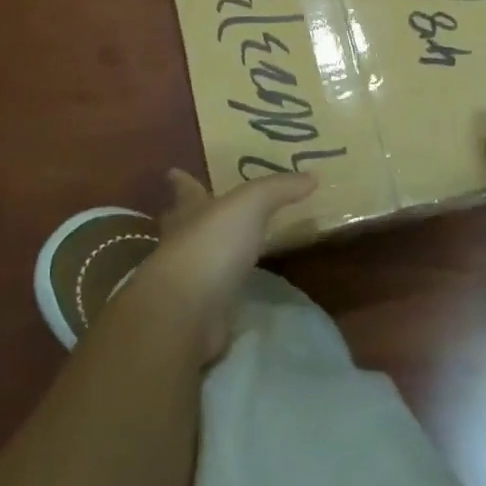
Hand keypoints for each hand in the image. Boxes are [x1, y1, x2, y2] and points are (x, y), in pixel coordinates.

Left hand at [125, 169, 314, 363]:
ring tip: (227, 250)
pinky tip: (235, 290)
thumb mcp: (251, 204)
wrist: (188, 310)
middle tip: (199, 211)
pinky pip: (212, 295)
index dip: (182, 182)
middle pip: (180, 225)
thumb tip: (312, 176)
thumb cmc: (213, 244)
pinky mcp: (198, 313)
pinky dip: (221, 290)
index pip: (185, 191)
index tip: (173, 172)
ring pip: (196, 260)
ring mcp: (187, 281)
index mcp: (189, 212)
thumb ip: (278, 189)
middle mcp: (182, 243)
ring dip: (207, 254)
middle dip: (188, 217)